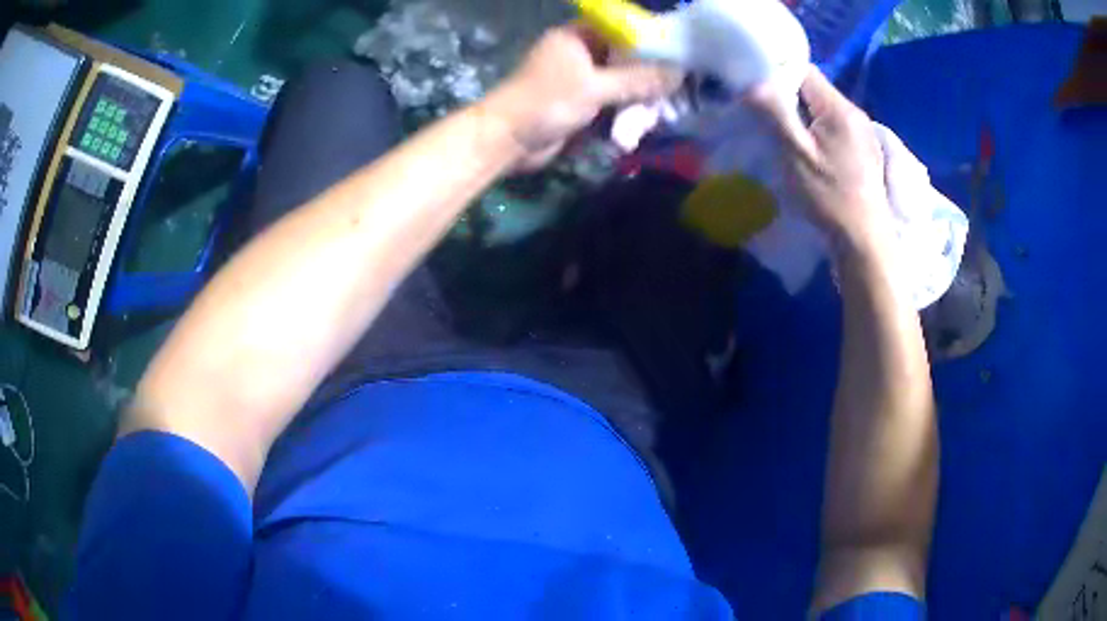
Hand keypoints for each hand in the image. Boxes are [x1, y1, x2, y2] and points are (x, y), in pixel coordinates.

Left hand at [487, 24, 681, 169]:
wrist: (508, 141)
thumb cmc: (547, 102)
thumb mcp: (595, 86)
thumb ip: (637, 79)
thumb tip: (678, 73)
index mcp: (577, 37)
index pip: (622, 31)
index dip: (650, 42)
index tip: (678, 57)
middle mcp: (580, 54)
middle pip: (625, 59)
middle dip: (648, 76)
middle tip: (674, 90)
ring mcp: (579, 80)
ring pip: (621, 83)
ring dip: (639, 97)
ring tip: (661, 110)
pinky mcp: (580, 104)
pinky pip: (611, 102)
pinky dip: (626, 112)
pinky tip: (644, 121)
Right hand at [761, 66, 892, 255]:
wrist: (863, 239)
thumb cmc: (829, 196)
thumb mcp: (795, 153)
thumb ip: (774, 112)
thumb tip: (754, 80)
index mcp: (840, 108)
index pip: (804, 71)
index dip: (778, 74)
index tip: (758, 91)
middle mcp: (856, 113)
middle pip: (815, 89)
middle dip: (789, 97)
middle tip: (766, 115)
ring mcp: (863, 132)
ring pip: (824, 109)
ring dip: (804, 115)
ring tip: (785, 134)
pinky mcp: (864, 150)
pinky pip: (835, 127)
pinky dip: (818, 130)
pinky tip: (810, 150)